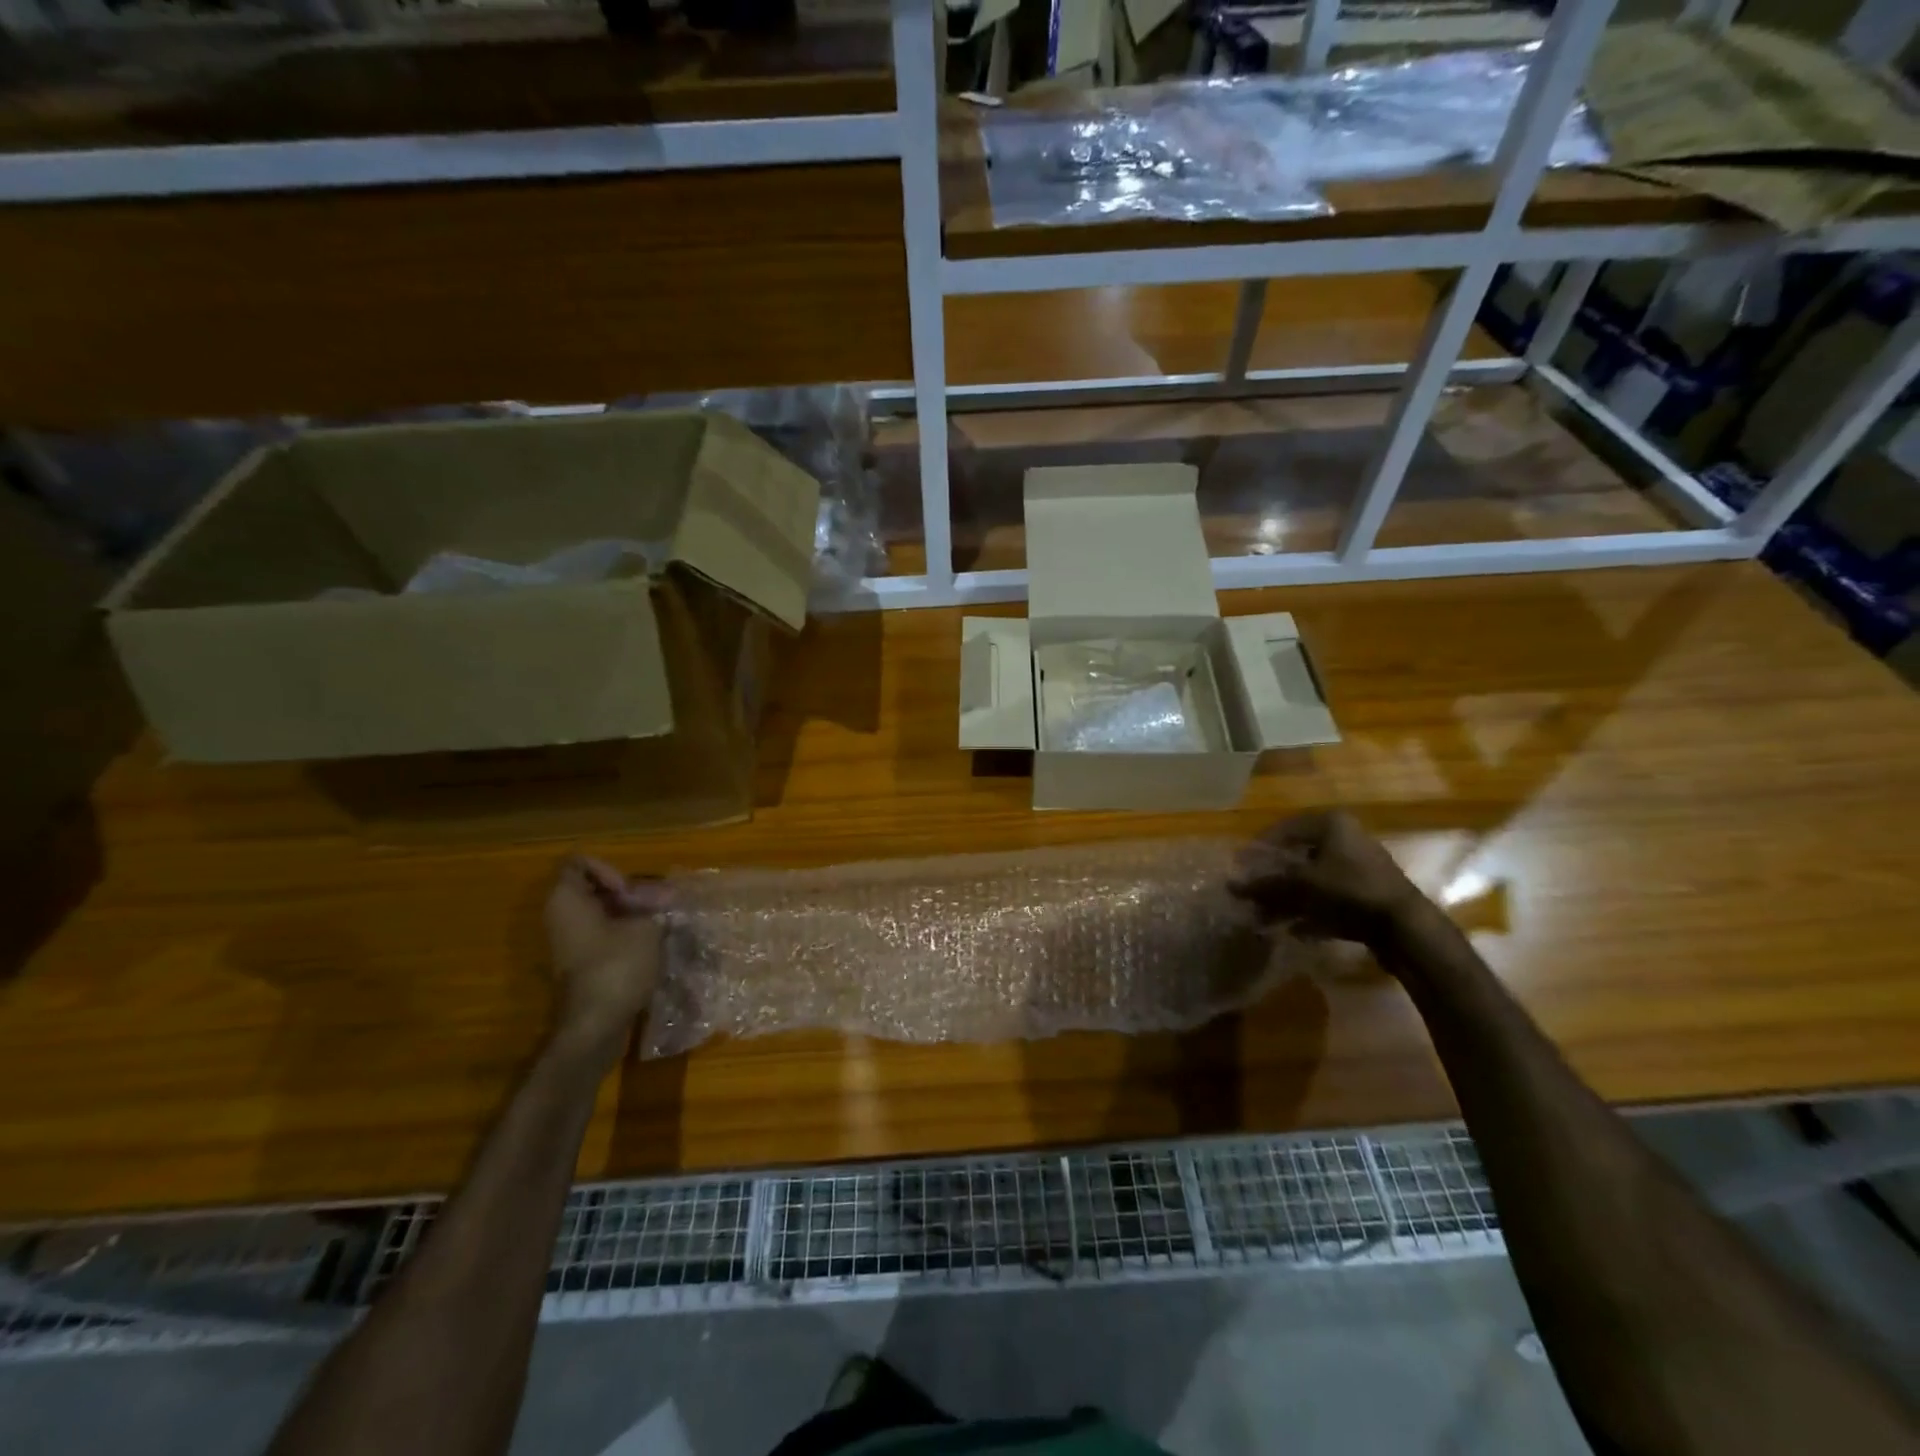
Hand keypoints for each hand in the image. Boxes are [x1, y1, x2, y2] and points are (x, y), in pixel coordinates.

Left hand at [543, 855, 670, 1054]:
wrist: (596, 1025)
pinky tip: (651, 943)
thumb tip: (666, 896)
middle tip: (657, 906)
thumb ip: (655, 905)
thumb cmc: (617, 966)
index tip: (631, 891)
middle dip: (629, 893)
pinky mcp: (581, 962)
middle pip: (593, 887)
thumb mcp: (646, 927)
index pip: (579, 863)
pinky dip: (624, 933)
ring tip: (661, 922)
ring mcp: (568, 941)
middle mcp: (560, 916)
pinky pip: (602, 933)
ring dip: (631, 913)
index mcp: (566, 899)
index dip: (609, 869)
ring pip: (601, 911)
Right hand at [1229, 810, 1426, 947]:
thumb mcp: (1301, 885)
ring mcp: (1358, 867)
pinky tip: (1295, 931)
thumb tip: (1230, 885)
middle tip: (1251, 896)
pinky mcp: (1367, 894)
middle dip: (1272, 880)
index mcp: (1331, 824)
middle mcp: (1346, 839)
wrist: (1406, 928)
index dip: (1258, 850)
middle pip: (1297, 857)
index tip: (1239, 869)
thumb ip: (1264, 884)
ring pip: (1312, 881)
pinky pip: (1329, 899)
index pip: (1282, 829)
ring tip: (1266, 919)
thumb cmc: (1349, 890)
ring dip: (1288, 900)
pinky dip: (1311, 912)